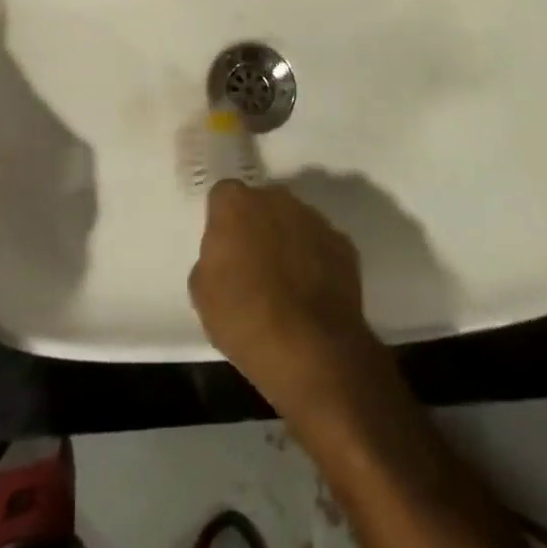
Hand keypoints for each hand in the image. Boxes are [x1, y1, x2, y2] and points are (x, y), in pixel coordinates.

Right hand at [188, 181, 383, 422]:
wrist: (311, 351)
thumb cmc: (245, 318)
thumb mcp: (203, 292)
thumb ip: (212, 257)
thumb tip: (227, 255)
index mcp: (236, 203)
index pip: (223, 196)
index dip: (223, 222)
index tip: (224, 250)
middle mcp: (276, 198)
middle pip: (261, 204)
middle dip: (256, 226)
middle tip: (252, 266)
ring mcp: (314, 219)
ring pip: (293, 222)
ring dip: (287, 242)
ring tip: (285, 285)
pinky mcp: (343, 244)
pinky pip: (320, 245)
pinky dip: (315, 262)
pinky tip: (310, 295)